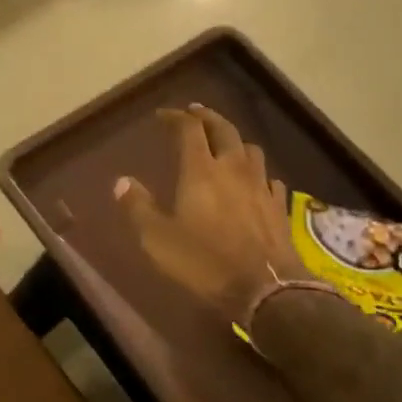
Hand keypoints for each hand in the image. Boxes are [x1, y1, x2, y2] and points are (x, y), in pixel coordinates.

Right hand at [114, 104, 307, 324]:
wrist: (265, 288)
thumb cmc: (204, 261)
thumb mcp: (157, 239)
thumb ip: (138, 207)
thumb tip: (122, 182)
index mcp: (201, 171)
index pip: (189, 130)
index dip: (176, 118)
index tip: (164, 115)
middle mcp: (233, 169)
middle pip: (224, 130)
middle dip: (208, 118)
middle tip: (196, 113)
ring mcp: (261, 186)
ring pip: (251, 150)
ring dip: (236, 142)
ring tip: (226, 145)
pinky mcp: (279, 207)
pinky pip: (270, 179)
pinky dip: (259, 174)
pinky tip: (255, 183)